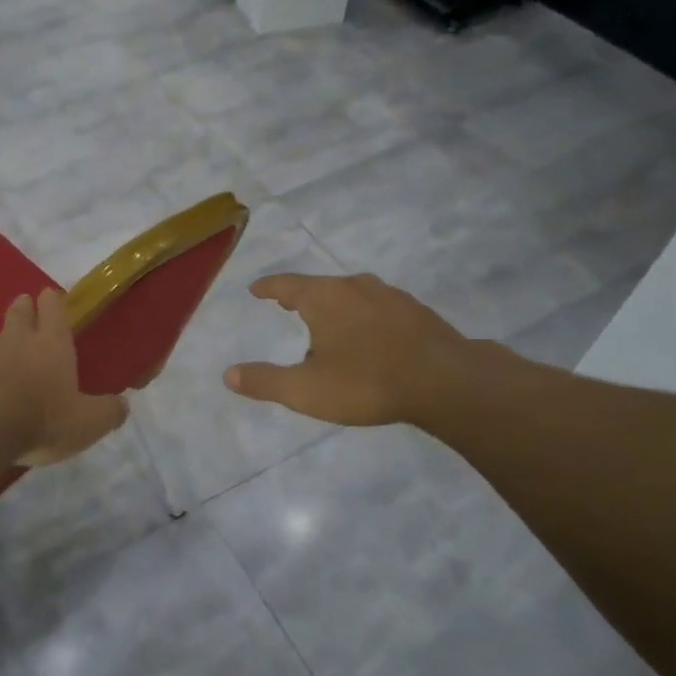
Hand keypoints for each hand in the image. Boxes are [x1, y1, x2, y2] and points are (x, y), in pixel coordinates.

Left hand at [0, 290, 127, 466]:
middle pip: (17, 313)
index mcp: (51, 346)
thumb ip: (108, 412)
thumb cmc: (41, 422)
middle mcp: (14, 339)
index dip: (53, 302)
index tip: (50, 296)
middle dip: (21, 307)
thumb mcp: (87, 424)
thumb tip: (123, 405)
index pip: (54, 311)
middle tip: (21, 305)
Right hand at [224, 272, 485, 426]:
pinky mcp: (416, 311)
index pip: (286, 284)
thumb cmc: (367, 382)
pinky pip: (378, 307)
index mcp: (324, 298)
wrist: (447, 382)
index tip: (256, 289)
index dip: (268, 287)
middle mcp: (355, 286)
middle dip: (301, 295)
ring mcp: (390, 296)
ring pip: (352, 294)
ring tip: (328, 322)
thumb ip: (265, 381)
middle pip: (320, 286)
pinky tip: (370, 336)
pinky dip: (364, 316)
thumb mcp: (306, 390)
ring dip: (335, 305)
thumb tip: (228, 375)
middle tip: (287, 305)